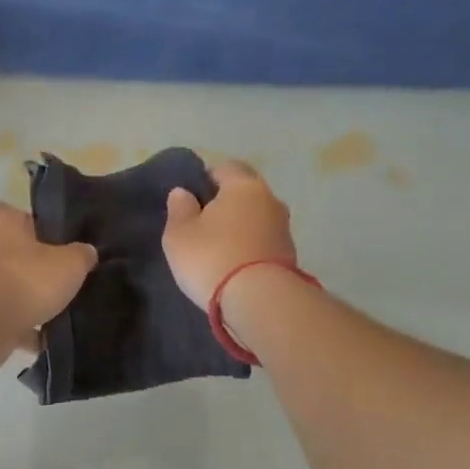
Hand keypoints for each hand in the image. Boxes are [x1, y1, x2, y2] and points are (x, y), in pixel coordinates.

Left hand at [0, 203, 96, 368]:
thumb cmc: (25, 280)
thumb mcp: (70, 263)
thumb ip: (82, 255)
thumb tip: (86, 254)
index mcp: (1, 218)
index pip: (34, 219)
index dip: (56, 234)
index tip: (76, 252)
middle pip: (25, 256)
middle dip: (47, 272)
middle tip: (75, 283)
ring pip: (17, 289)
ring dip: (36, 303)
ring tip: (66, 313)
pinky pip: (10, 319)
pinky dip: (27, 329)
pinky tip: (49, 338)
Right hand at [162, 161, 297, 308]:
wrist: (259, 301)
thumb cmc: (212, 258)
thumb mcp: (179, 234)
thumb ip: (179, 209)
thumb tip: (183, 192)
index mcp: (243, 186)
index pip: (226, 167)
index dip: (207, 177)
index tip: (192, 197)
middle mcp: (270, 200)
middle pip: (246, 191)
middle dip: (227, 201)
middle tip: (204, 221)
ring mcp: (284, 228)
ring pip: (257, 217)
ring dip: (241, 226)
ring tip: (219, 245)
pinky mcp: (290, 255)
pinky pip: (264, 241)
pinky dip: (251, 246)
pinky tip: (235, 262)